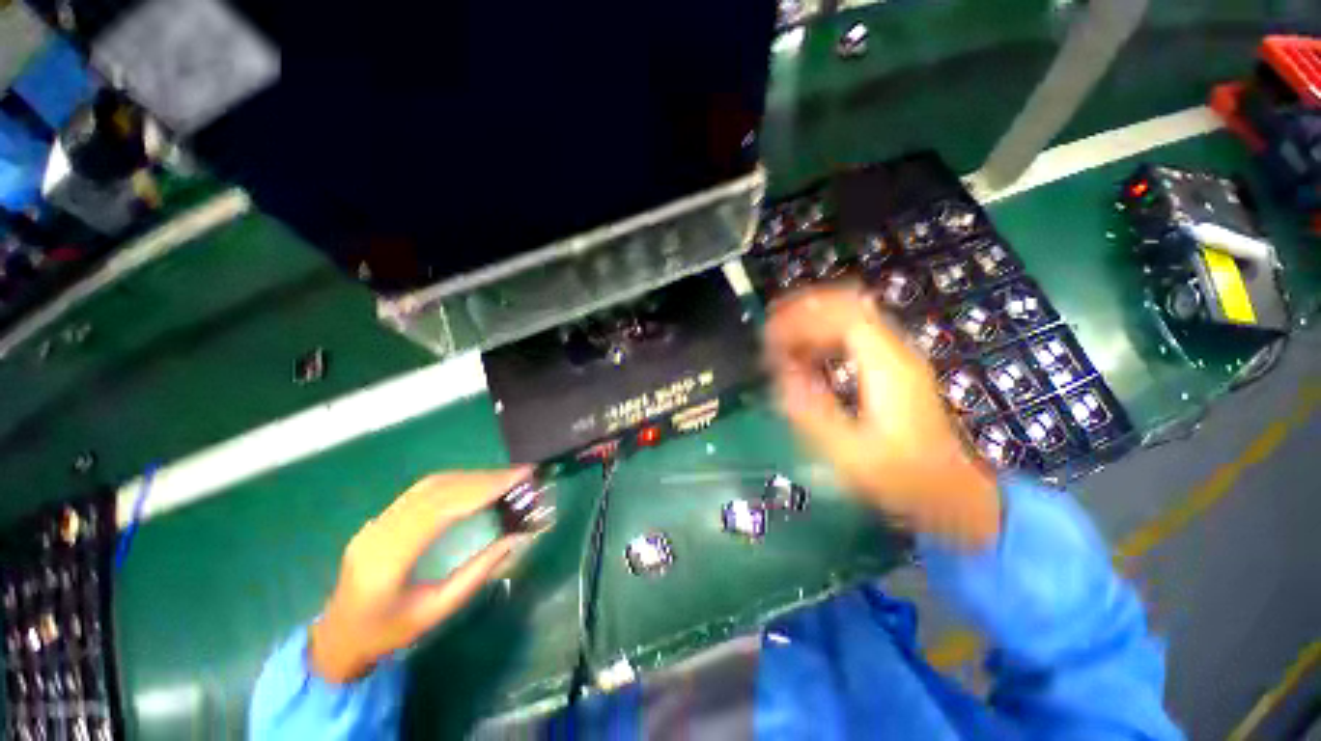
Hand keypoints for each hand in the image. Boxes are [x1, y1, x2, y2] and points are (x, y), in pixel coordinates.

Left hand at [309, 469, 531, 682]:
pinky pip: (423, 490)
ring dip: (472, 476)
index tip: (519, 477)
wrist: (337, 638)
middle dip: (484, 478)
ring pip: (431, 484)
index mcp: (389, 561)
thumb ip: (477, 573)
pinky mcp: (381, 518)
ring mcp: (376, 521)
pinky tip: (477, 483)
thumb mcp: (437, 611)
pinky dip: (457, 481)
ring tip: (506, 477)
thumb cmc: (388, 634)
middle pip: (438, 490)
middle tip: (521, 474)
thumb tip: (516, 538)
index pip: (442, 509)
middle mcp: (379, 532)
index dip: (483, 488)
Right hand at [764, 285, 999, 547]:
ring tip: (780, 340)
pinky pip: (853, 333)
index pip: (844, 315)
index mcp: (888, 367)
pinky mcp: (892, 366)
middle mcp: (896, 351)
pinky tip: (805, 353)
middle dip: (804, 311)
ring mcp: (897, 356)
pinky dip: (824, 334)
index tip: (770, 335)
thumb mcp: (850, 453)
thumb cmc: (902, 476)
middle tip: (770, 330)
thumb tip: (781, 372)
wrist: (951, 491)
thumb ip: (811, 410)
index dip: (803, 318)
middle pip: (848, 305)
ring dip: (813, 321)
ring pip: (850, 315)